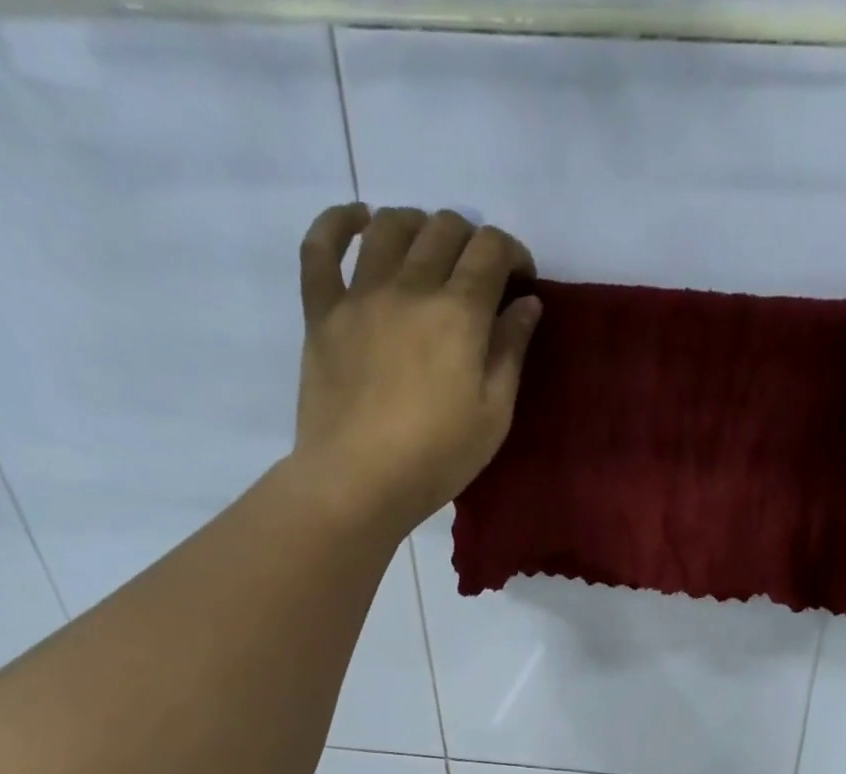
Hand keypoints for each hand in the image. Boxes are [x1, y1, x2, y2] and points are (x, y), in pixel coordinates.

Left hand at [291, 204, 540, 537]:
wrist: (360, 480)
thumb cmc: (439, 457)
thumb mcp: (494, 414)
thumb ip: (510, 351)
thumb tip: (526, 303)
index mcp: (458, 313)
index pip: (490, 249)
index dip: (512, 252)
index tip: (521, 279)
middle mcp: (409, 287)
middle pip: (443, 229)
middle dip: (471, 240)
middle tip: (479, 275)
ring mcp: (360, 294)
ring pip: (389, 226)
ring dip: (418, 226)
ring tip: (429, 251)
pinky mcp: (321, 311)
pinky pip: (320, 247)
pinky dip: (339, 223)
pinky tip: (359, 221)